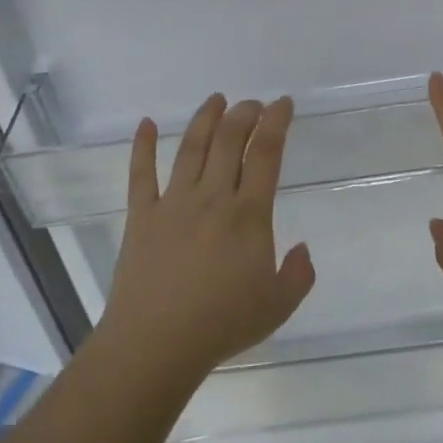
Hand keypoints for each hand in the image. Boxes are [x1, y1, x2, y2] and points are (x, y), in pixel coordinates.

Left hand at [93, 94, 315, 379]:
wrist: (157, 342)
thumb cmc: (222, 324)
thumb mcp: (278, 306)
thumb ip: (299, 274)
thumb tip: (301, 248)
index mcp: (248, 215)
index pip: (265, 155)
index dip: (276, 123)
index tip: (283, 104)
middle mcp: (211, 198)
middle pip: (229, 141)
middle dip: (244, 114)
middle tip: (252, 104)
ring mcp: (172, 203)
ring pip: (190, 148)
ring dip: (205, 119)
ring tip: (216, 100)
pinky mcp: (141, 216)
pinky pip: (140, 173)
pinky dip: (141, 146)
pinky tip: (145, 124)